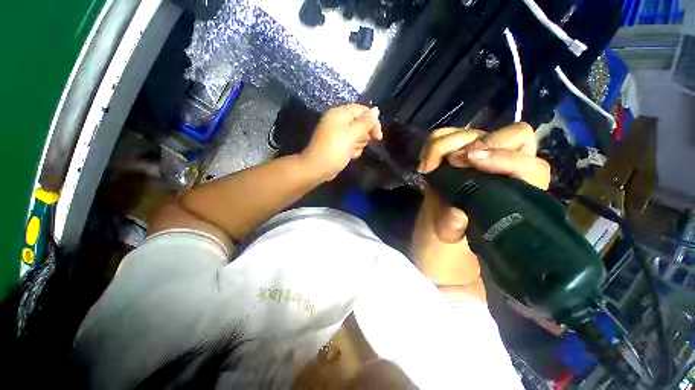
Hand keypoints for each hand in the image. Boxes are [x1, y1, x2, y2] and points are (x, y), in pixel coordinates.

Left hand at [300, 104, 382, 181]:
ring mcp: (339, 134)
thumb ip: (365, 123)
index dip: (373, 122)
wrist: (317, 168)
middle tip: (357, 144)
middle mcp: (339, 121)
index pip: (363, 111)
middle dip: (363, 136)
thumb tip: (376, 110)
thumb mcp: (351, 135)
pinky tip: (348, 156)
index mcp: (340, 114)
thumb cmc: (334, 150)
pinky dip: (353, 150)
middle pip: (361, 124)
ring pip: (358, 136)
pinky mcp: (339, 144)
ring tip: (350, 151)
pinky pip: (352, 144)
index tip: (378, 137)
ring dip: (358, 145)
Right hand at [418, 122, 550, 243]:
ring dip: (448, 144)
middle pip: (514, 134)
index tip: (469, 162)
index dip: (504, 158)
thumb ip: (454, 228)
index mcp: (518, 188)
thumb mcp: (453, 232)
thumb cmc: (455, 226)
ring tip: (429, 165)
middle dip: (480, 144)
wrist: (441, 214)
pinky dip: (433, 144)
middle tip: (452, 161)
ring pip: (476, 130)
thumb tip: (456, 215)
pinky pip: (447, 134)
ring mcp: (480, 151)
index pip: (530, 165)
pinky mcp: (457, 147)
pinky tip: (426, 162)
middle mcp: (504, 163)